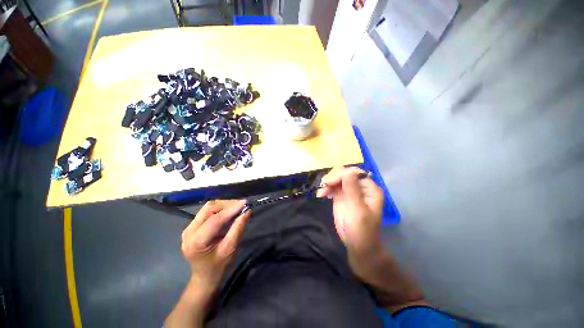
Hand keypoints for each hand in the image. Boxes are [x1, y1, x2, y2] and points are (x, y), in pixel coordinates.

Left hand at [181, 199, 250, 291]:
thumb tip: (247, 211)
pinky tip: (229, 211)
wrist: (204, 277)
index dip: (231, 209)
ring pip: (208, 207)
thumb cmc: (218, 266)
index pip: (215, 219)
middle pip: (209, 208)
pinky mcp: (192, 226)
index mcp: (196, 241)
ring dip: (224, 205)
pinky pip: (207, 211)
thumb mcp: (230, 249)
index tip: (245, 203)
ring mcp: (188, 228)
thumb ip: (238, 228)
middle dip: (227, 204)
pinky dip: (220, 208)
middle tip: (242, 205)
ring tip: (237, 207)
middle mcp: (189, 231)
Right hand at [317, 167, 384, 278]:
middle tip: (324, 187)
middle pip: (345, 173)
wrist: (357, 244)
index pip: (355, 173)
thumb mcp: (358, 210)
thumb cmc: (361, 229)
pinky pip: (332, 186)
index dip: (342, 174)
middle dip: (333, 178)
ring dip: (328, 183)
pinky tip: (321, 195)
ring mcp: (350, 190)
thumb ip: (352, 190)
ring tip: (322, 193)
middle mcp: (360, 186)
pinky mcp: (341, 195)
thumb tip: (347, 171)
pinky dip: (326, 188)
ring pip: (337, 178)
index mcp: (369, 188)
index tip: (329, 182)